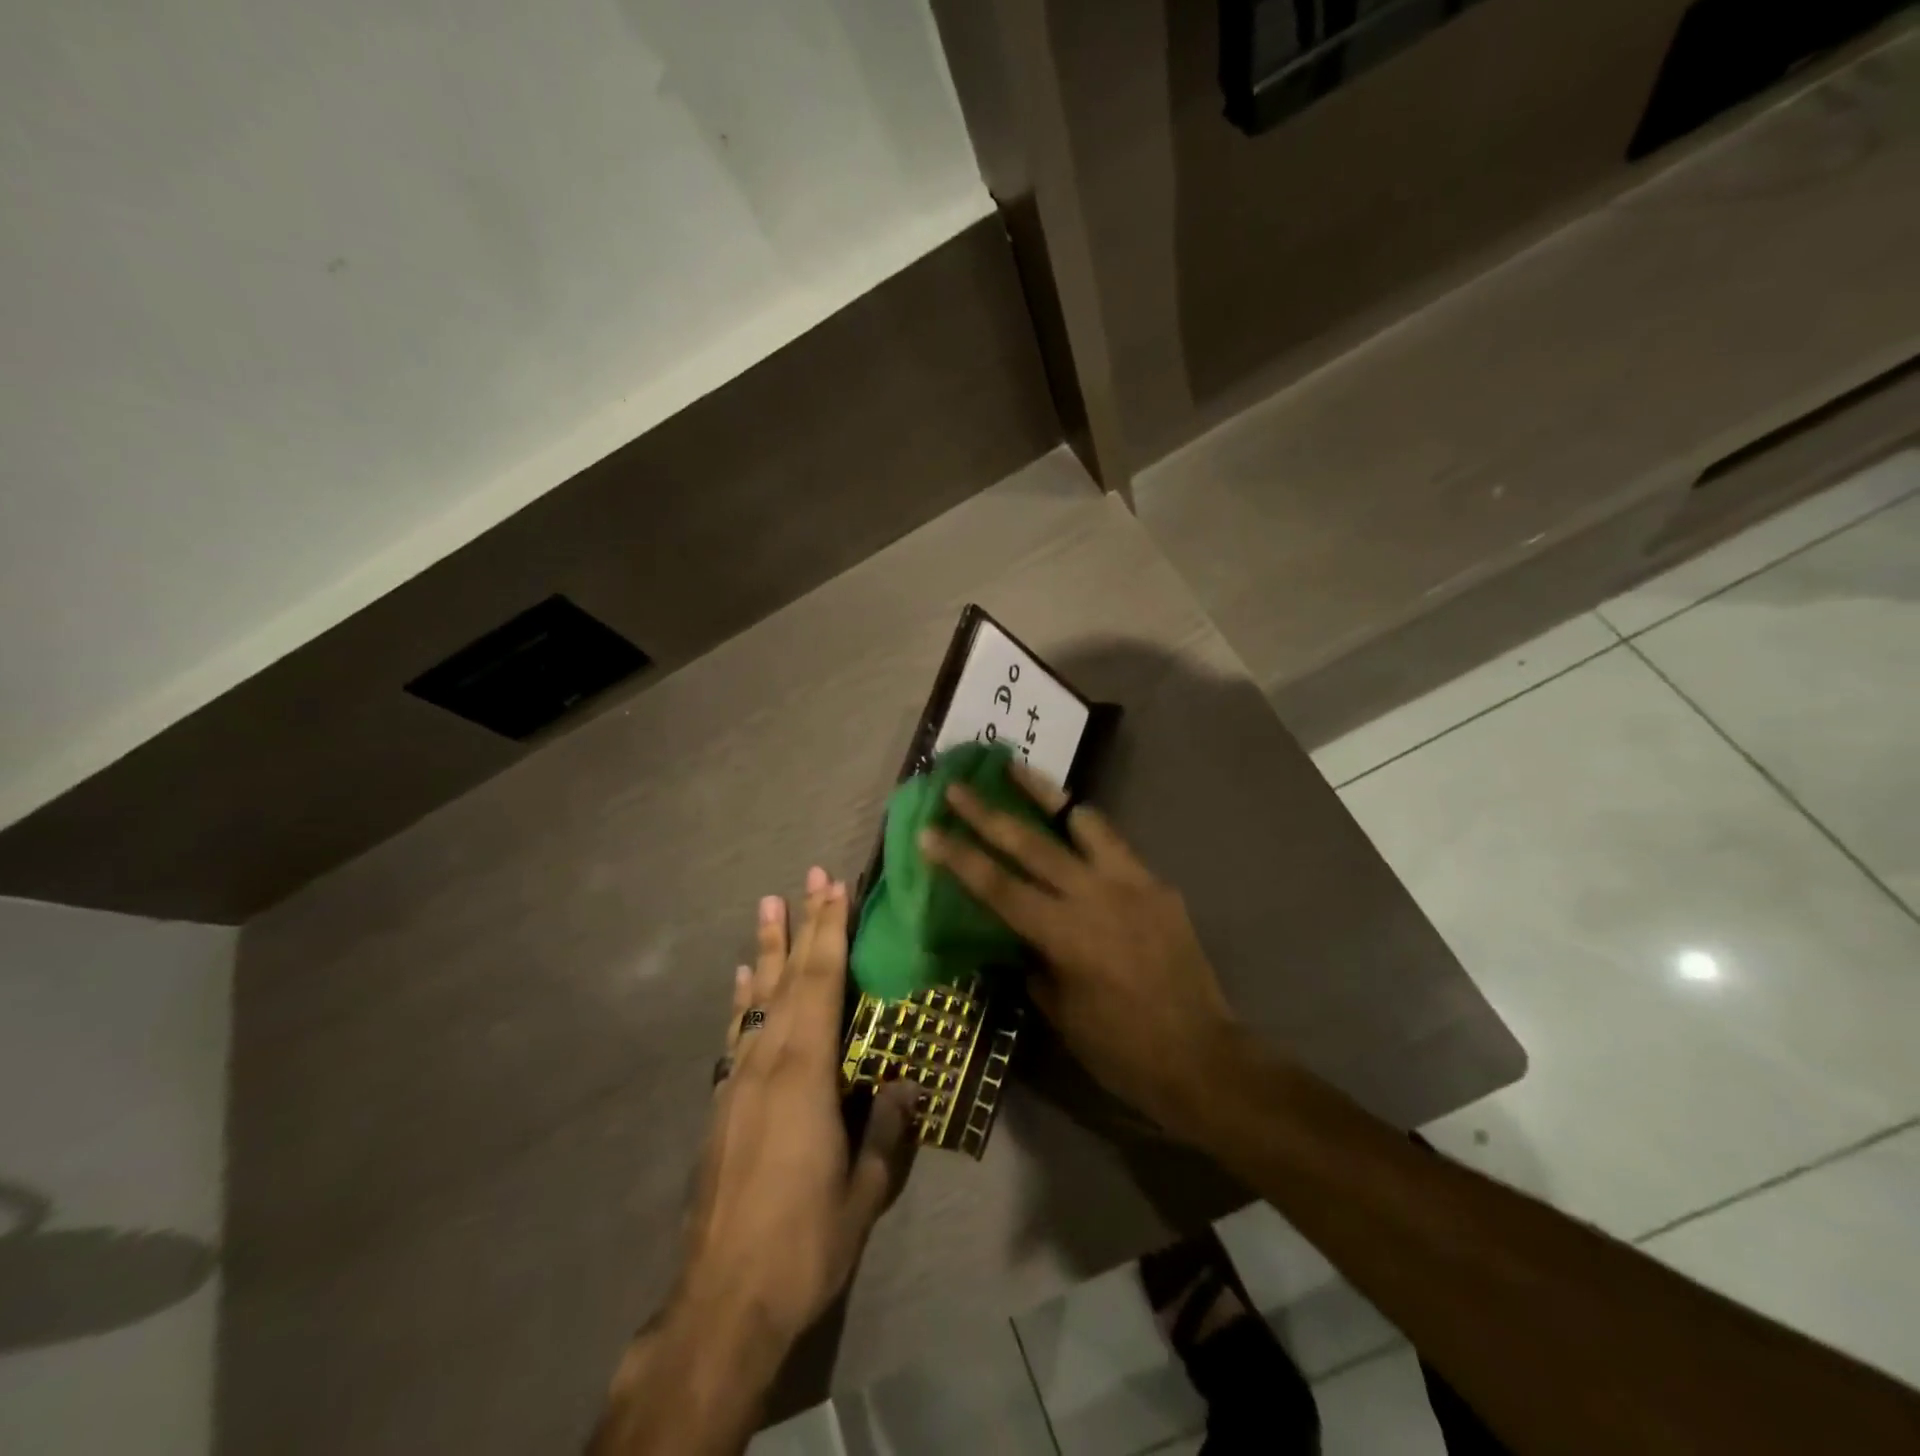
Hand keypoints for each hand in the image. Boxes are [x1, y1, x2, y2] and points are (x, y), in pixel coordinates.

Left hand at [595, 868, 918, 1454]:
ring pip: (757, 997)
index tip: (834, 888)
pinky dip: (742, 998)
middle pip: (790, 977)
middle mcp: (767, 1061)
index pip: (822, 983)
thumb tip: (907, 1083)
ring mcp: (738, 1079)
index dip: (830, 931)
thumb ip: (887, 1129)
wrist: (721, 1300)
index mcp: (804, 1072)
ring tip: (768, 904)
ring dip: (767, 949)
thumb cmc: (803, 1242)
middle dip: (803, 924)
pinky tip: (742, 980)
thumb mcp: (863, 1190)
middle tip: (808, 876)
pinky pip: (736, 1032)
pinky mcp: (722, 1102)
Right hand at [918, 772, 1246, 1140]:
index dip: (959, 858)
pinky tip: (1073, 828)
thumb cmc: (1121, 1049)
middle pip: (1031, 842)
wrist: (1203, 1057)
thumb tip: (1020, 937)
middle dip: (987, 812)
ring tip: (1018, 770)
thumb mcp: (1061, 1013)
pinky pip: (1115, 846)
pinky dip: (1086, 830)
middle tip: (957, 786)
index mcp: (1065, 934)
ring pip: (1082, 822)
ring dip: (1045, 794)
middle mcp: (1096, 896)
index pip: (998, 887)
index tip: (929, 830)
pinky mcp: (1158, 885)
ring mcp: (1132, 883)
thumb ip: (1035, 963)